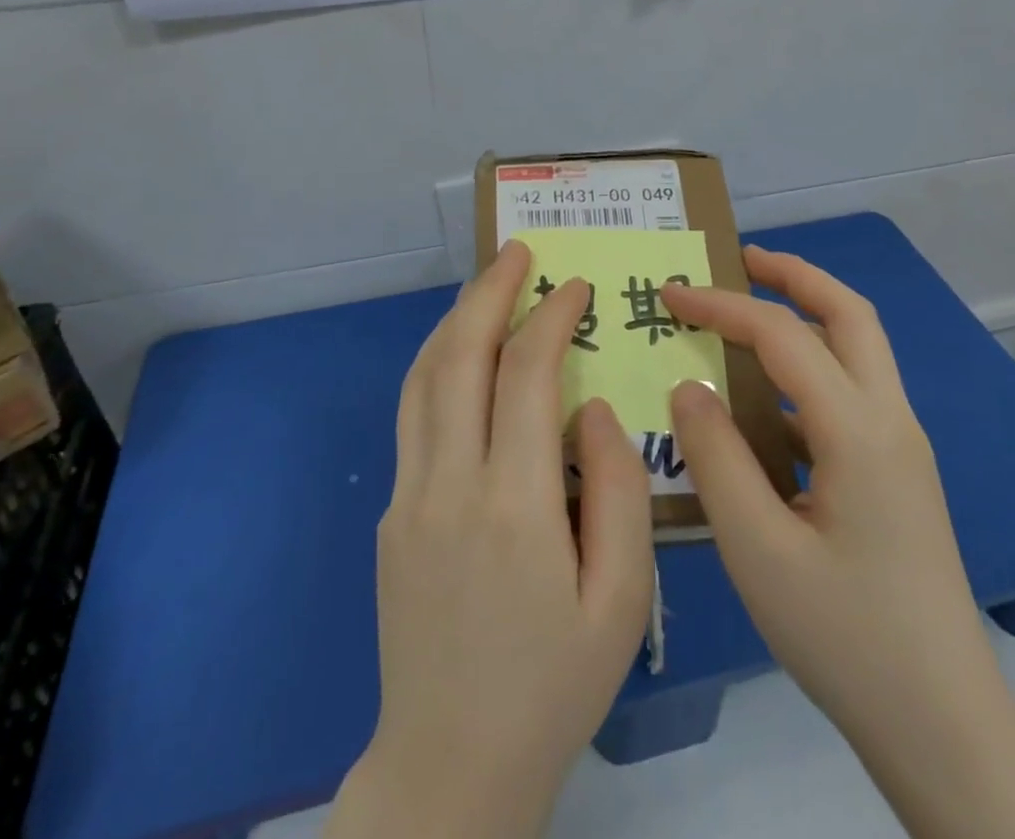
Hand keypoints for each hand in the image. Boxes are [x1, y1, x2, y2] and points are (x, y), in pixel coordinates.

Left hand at [327, 240, 654, 838]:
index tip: (575, 286)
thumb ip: (618, 492)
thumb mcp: (621, 601)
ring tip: (488, 283)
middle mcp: (450, 483)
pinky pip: (413, 413)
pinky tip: (459, 351)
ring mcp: (410, 495)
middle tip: (517, 250)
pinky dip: (436, 362)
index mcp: (514, 504)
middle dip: (491, 291)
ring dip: (457, 318)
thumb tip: (595, 409)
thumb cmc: (553, 685)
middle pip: (462, 356)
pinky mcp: (393, 512)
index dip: (551, 317)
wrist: (451, 765)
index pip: (527, 374)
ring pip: (425, 376)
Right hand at [660, 245, 993, 735]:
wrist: (943, 725)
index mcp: (858, 430)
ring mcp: (901, 446)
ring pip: (857, 349)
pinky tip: (763, 407)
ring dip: (805, 317)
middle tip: (739, 260)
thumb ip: (715, 458)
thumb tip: (688, 387)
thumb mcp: (757, 550)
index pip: (782, 335)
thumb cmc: (845, 637)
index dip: (722, 305)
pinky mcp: (897, 474)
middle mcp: (890, 420)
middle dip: (794, 275)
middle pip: (849, 314)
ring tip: (745, 319)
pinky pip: (850, 394)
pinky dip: (807, 371)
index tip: (670, 294)